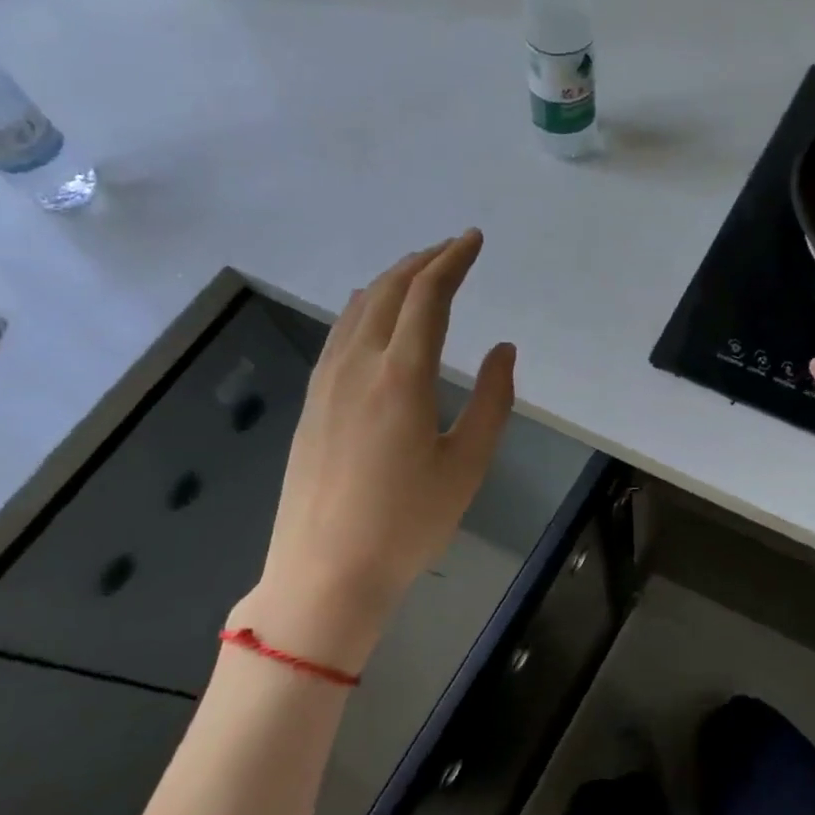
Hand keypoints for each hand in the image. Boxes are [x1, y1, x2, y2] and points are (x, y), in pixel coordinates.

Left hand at [234, 231, 514, 671]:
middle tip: (453, 249)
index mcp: (401, 376)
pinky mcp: (312, 402)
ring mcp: (327, 382)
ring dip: (393, 280)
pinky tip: (374, 316)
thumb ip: (492, 400)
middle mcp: (358, 365)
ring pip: (359, 308)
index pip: (428, 296)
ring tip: (420, 273)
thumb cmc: (407, 524)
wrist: (324, 574)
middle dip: (423, 261)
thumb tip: (502, 349)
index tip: (474, 240)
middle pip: (390, 291)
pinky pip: (340, 333)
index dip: (453, 261)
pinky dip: (366, 308)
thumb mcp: (467, 465)